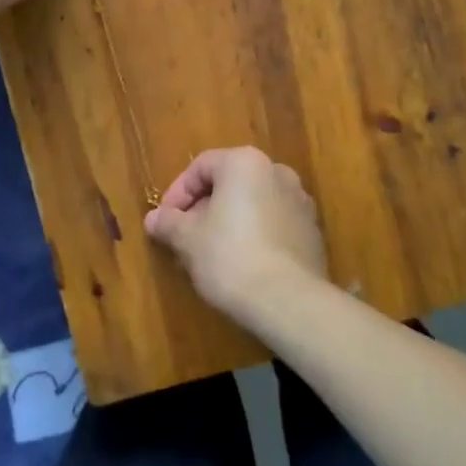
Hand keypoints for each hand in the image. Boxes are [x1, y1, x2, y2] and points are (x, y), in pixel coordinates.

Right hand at [144, 147, 326, 327]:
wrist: (288, 301)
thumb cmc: (230, 257)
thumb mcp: (188, 239)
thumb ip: (169, 223)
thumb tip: (153, 219)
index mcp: (245, 163)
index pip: (201, 167)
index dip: (177, 193)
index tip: (165, 222)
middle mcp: (276, 172)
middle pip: (229, 184)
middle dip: (203, 210)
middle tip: (185, 239)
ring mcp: (300, 202)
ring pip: (252, 205)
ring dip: (228, 223)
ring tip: (211, 256)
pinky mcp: (312, 233)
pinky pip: (273, 225)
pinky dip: (254, 236)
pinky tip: (241, 266)